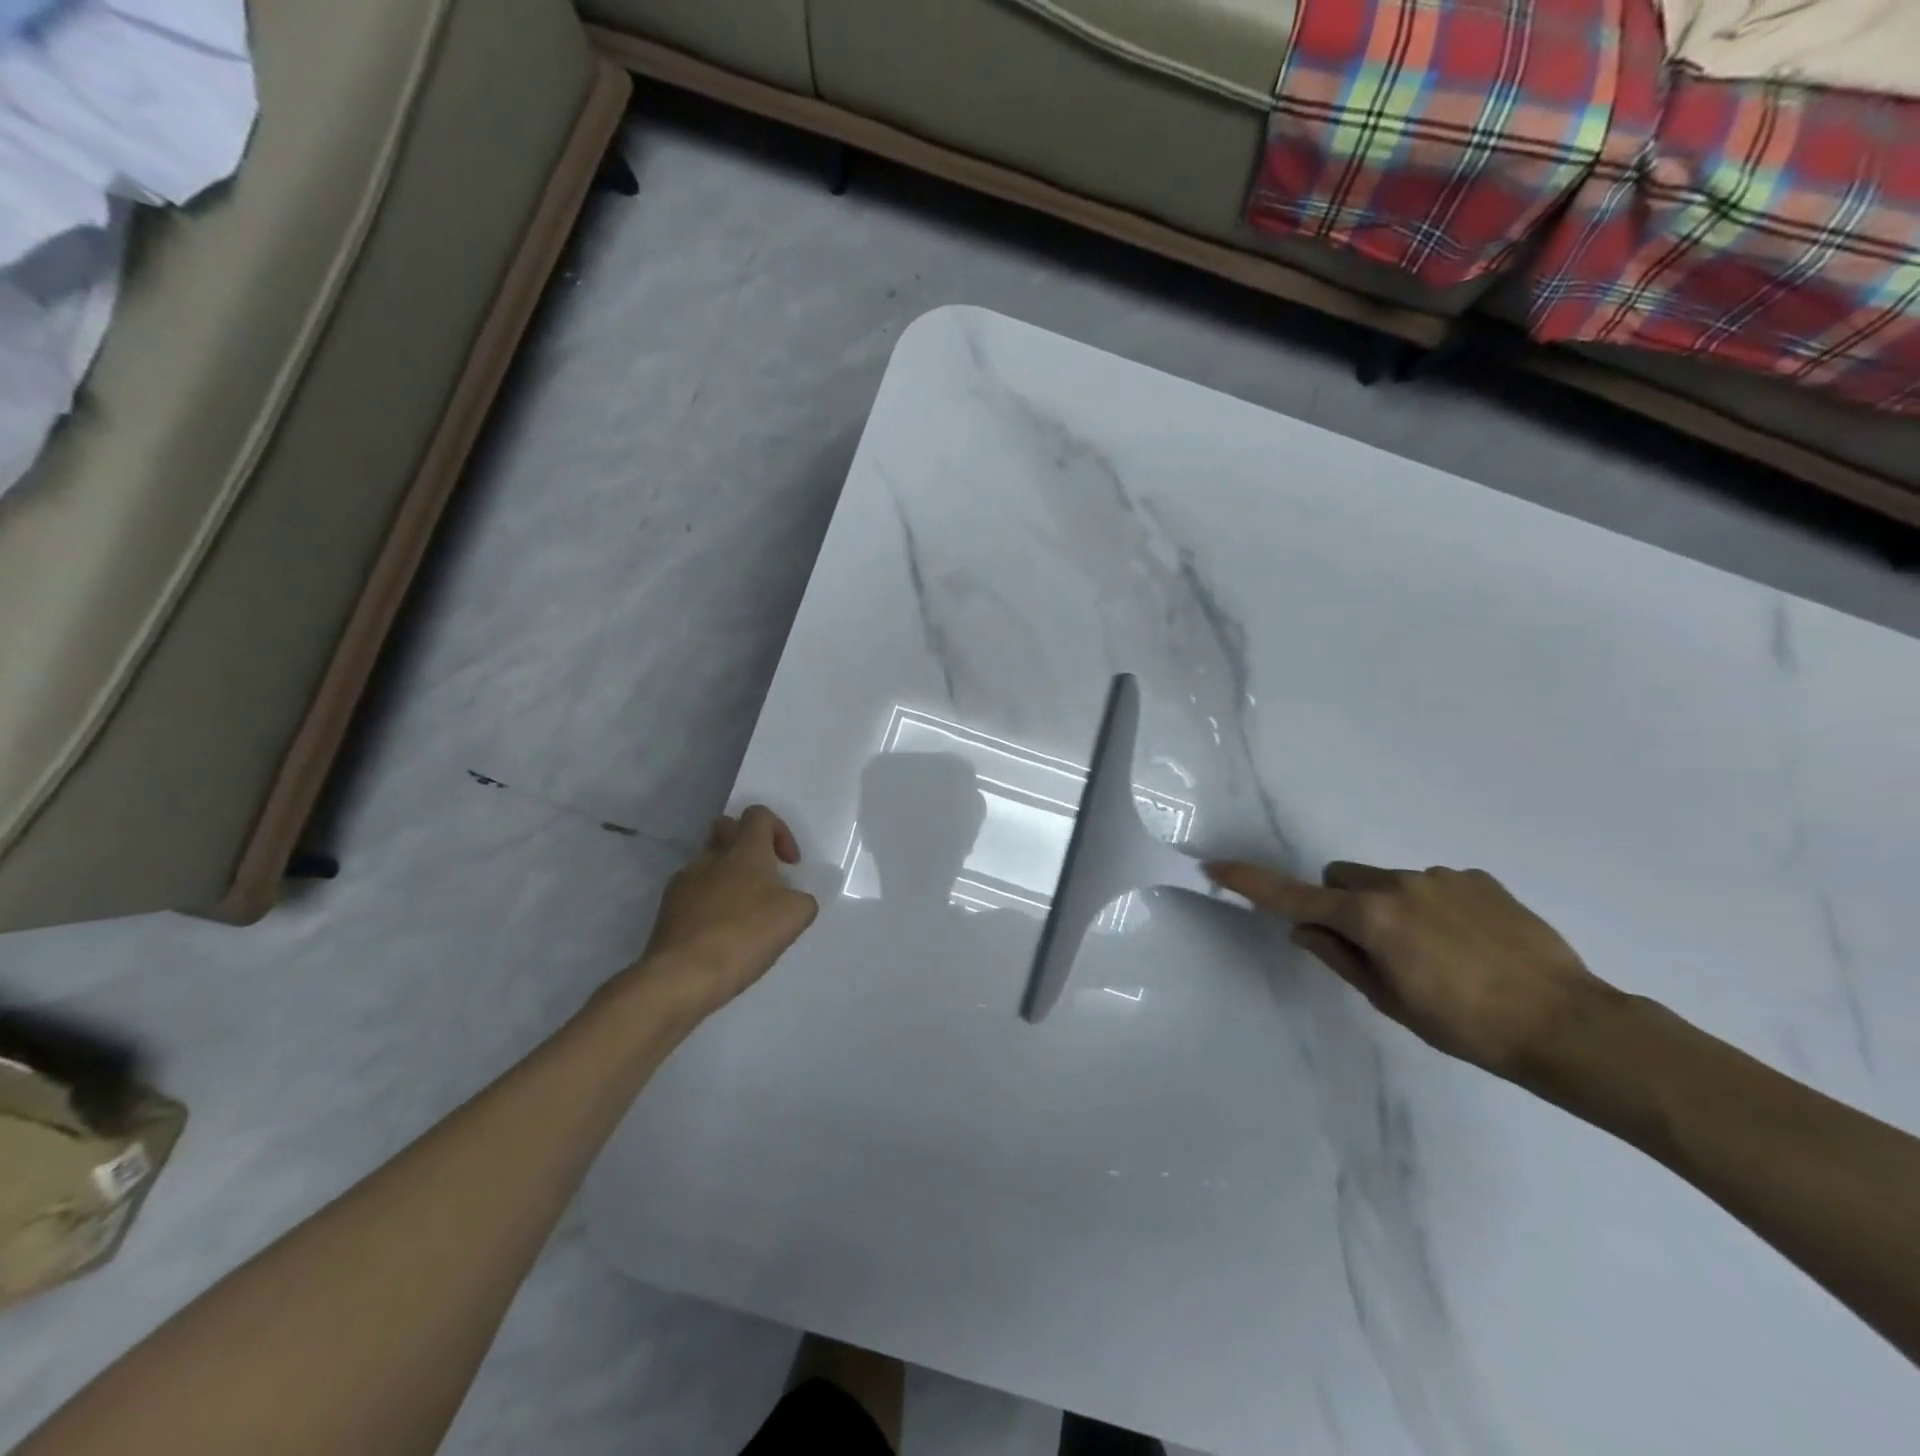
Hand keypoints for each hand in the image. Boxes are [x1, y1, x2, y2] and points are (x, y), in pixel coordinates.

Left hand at [625, 806, 819, 1019]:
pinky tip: (719, 933)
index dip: (779, 831)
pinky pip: (692, 892)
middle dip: (746, 844)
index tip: (788, 864)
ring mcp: (684, 881)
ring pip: (708, 862)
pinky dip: (708, 903)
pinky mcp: (667, 908)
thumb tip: (790, 899)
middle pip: (726, 827)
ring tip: (742, 911)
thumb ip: (801, 899)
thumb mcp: (796, 916)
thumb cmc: (746, 936)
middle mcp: (712, 857)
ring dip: (726, 875)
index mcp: (746, 850)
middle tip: (762, 876)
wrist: (683, 975)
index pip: (759, 815)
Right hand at [1206, 859, 1615, 1078]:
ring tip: (1436, 953)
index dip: (1252, 883)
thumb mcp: (1391, 1002)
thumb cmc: (1467, 1026)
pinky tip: (1470, 944)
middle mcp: (1399, 884)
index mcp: (1371, 917)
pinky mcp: (1479, 879)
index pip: (1295, 896)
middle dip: (1341, 901)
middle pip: (1342, 877)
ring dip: (1391, 907)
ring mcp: (1441, 877)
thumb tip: (1304, 928)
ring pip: (1388, 881)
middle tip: (1371, 946)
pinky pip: (1433, 884)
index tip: (1217, 866)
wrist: (1570, 1025)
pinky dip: (1432, 906)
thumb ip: (1340, 957)